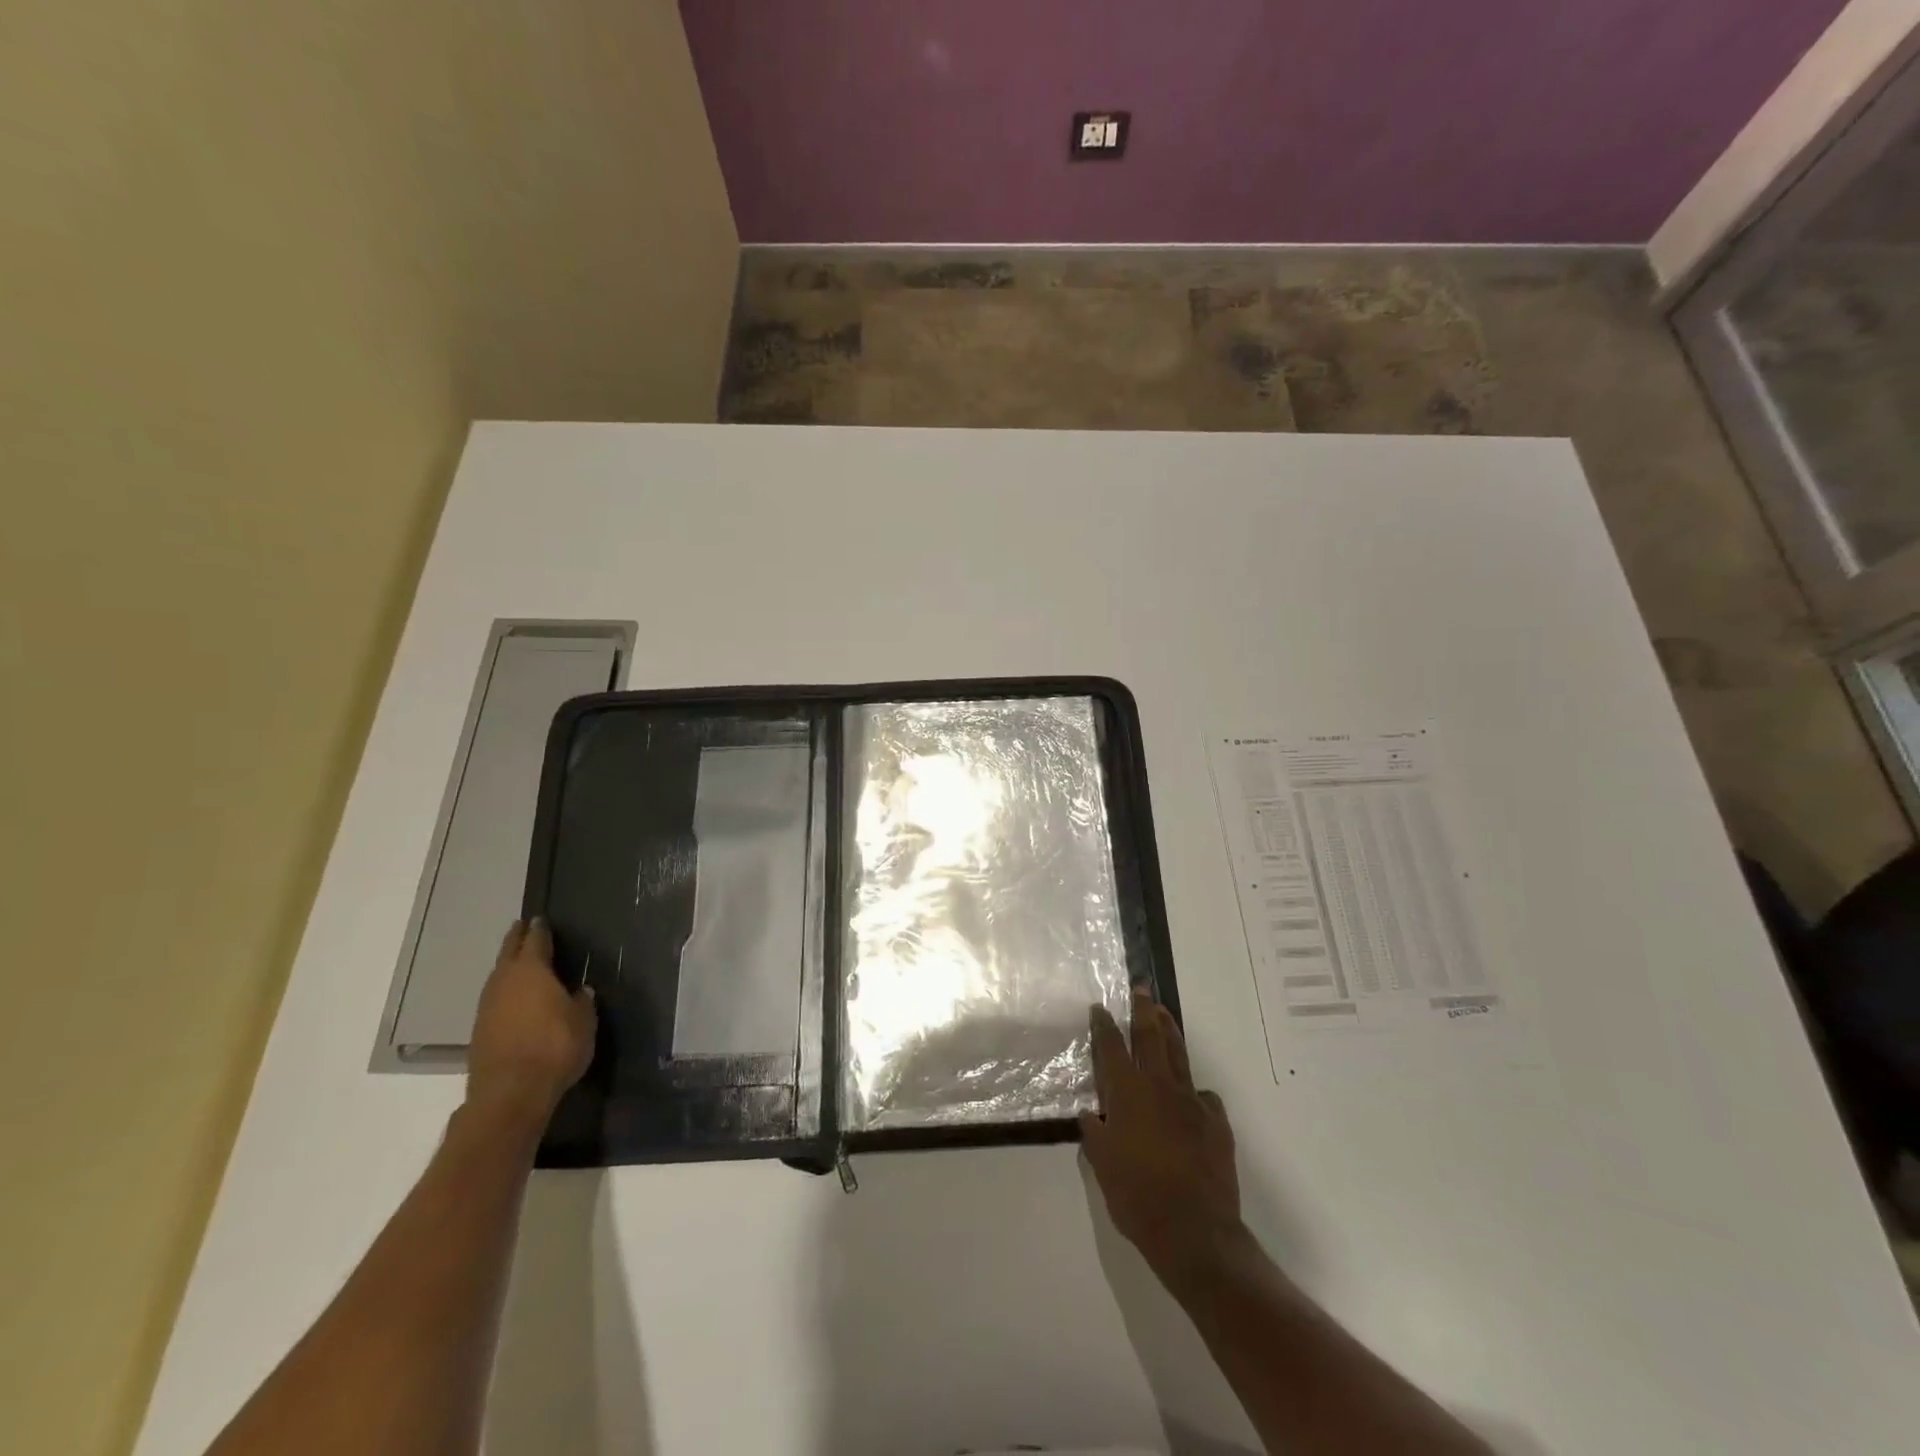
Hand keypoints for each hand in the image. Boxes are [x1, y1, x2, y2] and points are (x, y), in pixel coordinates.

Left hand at [466, 919, 596, 1127]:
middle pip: (509, 952)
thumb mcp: (584, 1021)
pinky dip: (505, 991)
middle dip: (517, 939)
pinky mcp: (480, 1030)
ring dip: (508, 966)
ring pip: (498, 976)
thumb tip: (579, 990)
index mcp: (532, 970)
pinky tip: (515, 998)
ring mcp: (487, 1006)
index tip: (541, 919)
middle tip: (523, 927)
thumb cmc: (554, 1048)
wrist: (510, 1094)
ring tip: (520, 962)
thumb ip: (581, 1001)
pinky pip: (495, 998)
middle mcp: (504, 981)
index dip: (540, 929)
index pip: (536, 940)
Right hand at [1081, 989, 1242, 1287]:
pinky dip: (1193, 1092)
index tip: (1100, 1007)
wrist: (1194, 1231)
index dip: (1104, 1025)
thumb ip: (1095, 1133)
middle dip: (1144, 1009)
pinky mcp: (1216, 1122)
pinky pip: (1203, 1097)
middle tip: (1141, 989)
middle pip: (1150, 1036)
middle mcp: (1159, 1087)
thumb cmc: (1137, 1197)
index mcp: (1127, 1093)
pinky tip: (1191, 1099)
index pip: (1112, 1047)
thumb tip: (1091, 1115)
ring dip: (1170, 1031)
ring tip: (1164, 1014)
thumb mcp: (1102, 1165)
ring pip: (1179, 1055)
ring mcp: (1191, 1102)